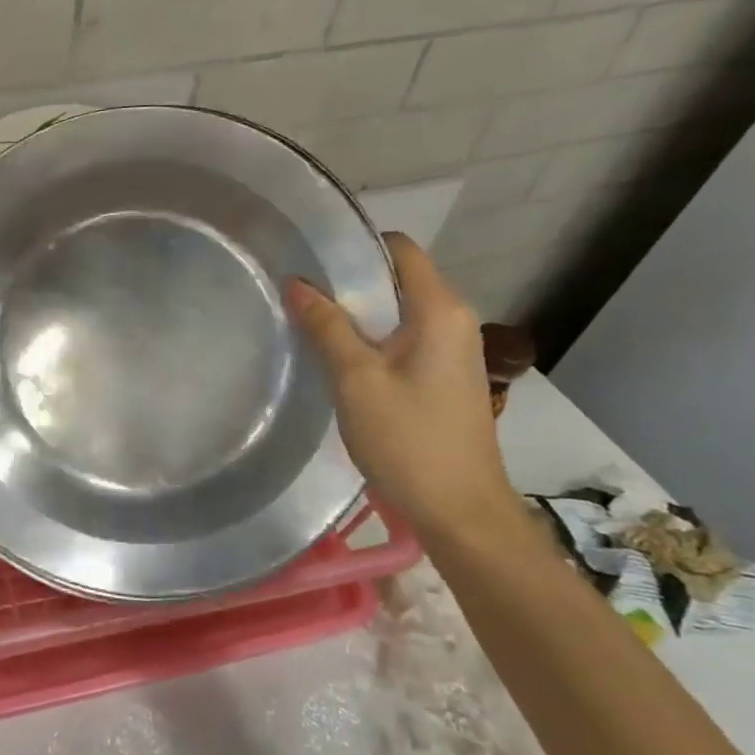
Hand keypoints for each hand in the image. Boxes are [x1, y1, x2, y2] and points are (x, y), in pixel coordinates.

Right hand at [287, 233, 523, 547]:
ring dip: (355, 312)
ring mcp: (450, 351)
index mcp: (440, 311)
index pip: (401, 251)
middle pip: (397, 280)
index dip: (357, 246)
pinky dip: (368, 338)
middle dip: (349, 280)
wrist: (458, 508)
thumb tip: (297, 283)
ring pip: (395, 312)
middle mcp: (453, 321)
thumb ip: (327, 327)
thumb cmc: (408, 438)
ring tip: (306, 319)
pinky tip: (335, 357)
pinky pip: (400, 339)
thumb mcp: (356, 379)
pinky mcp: (441, 377)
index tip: (310, 255)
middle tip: (296, 290)